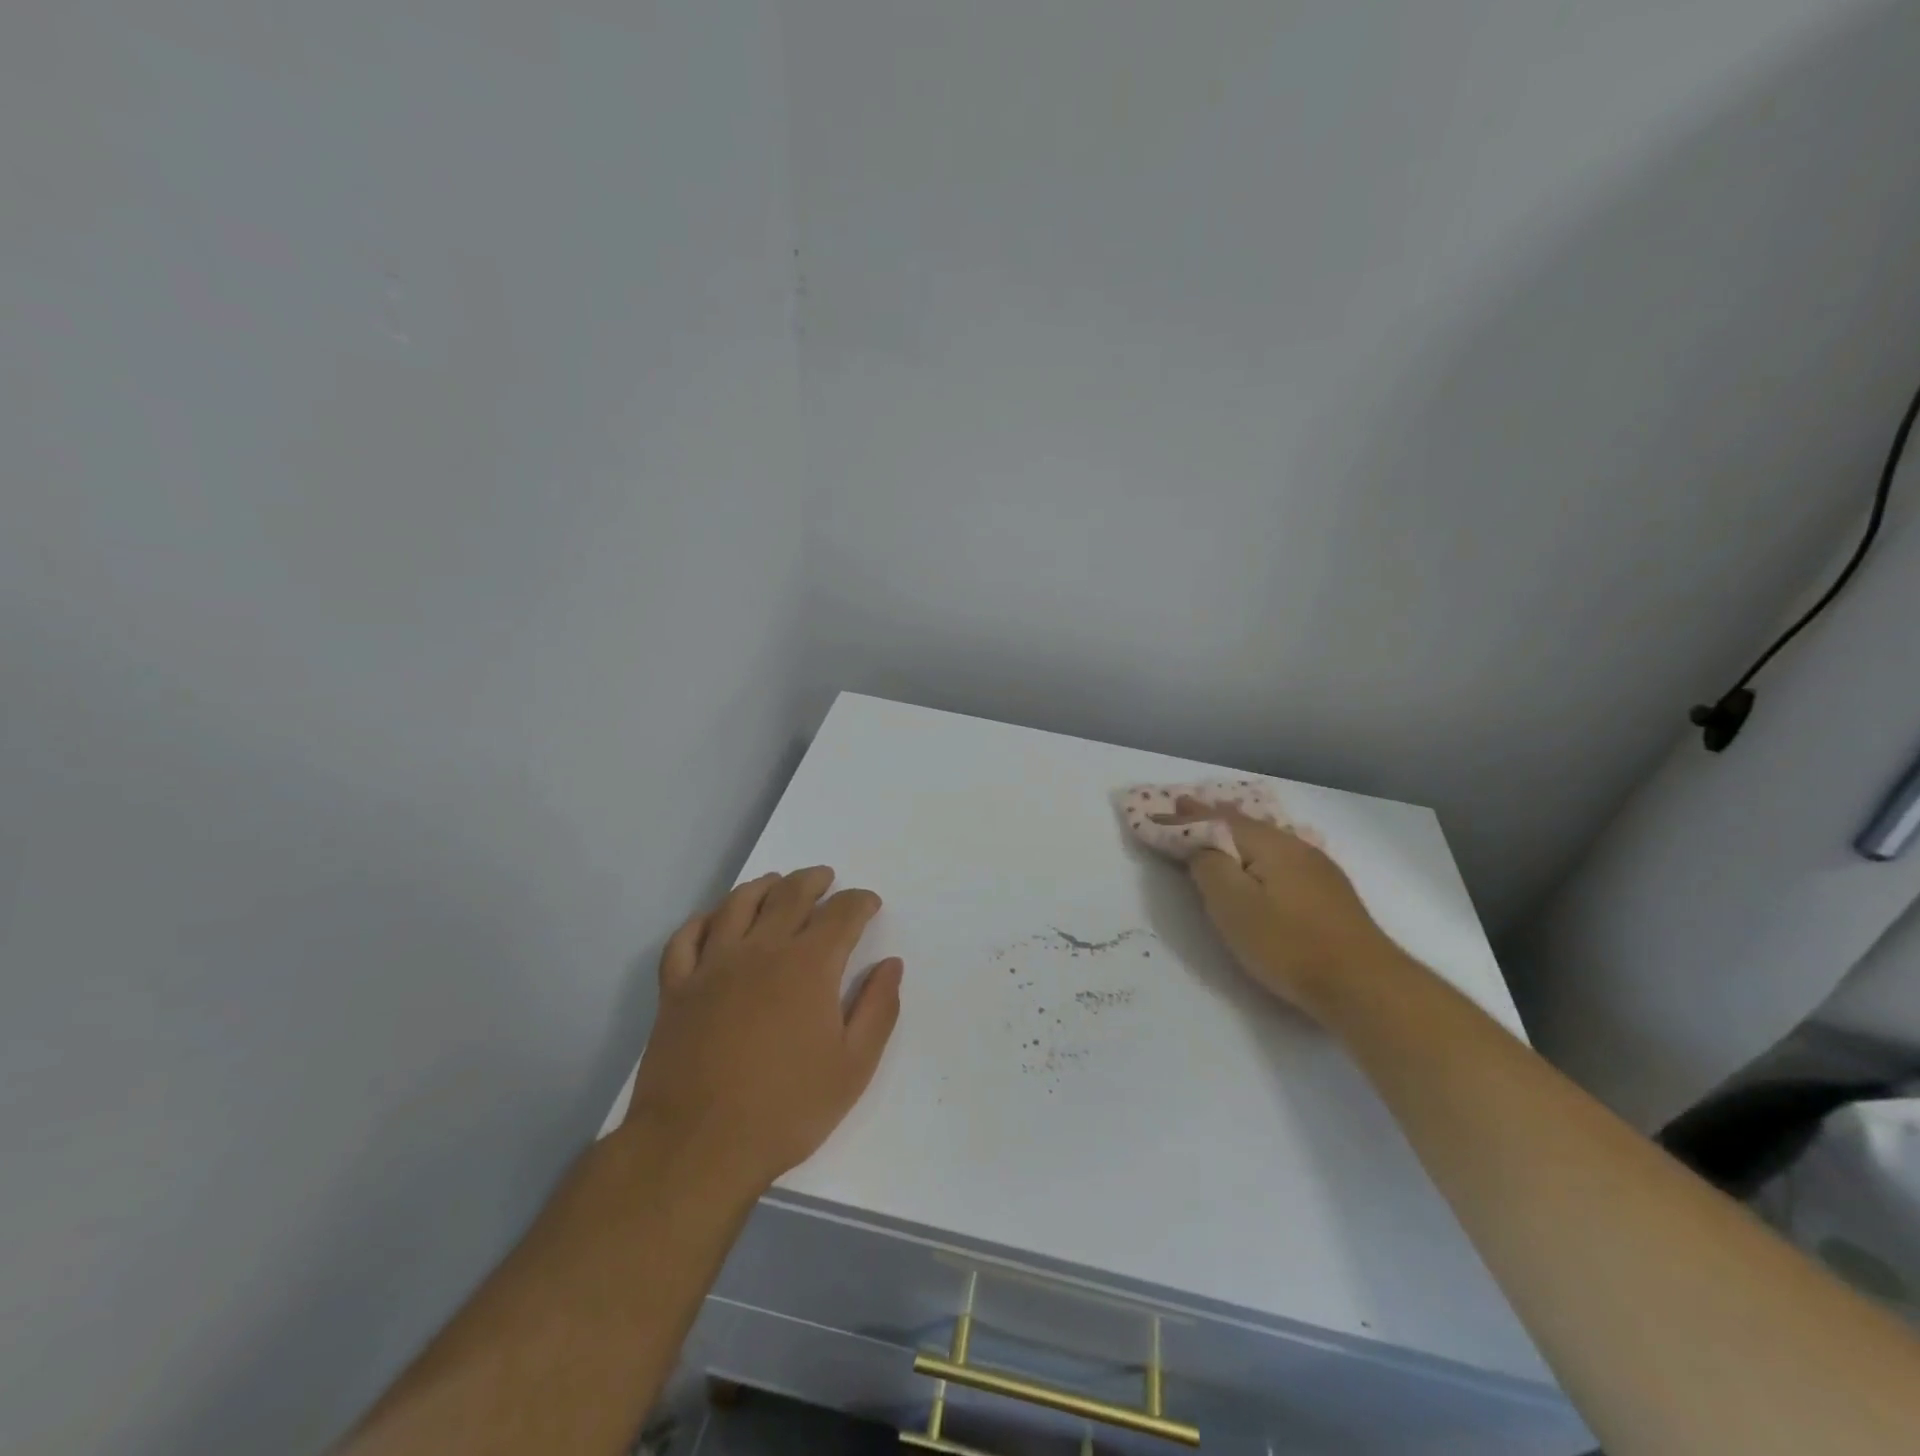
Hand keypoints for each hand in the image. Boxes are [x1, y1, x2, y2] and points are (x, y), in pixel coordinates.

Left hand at [624, 867, 902, 1194]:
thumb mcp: (853, 1067)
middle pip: (789, 895)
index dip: (859, 902)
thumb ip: (878, 1009)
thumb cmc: (786, 1108)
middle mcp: (761, 950)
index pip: (841, 913)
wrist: (697, 1146)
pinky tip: (714, 921)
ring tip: (776, 883)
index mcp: (809, 965)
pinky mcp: (676, 988)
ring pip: (738, 904)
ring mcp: (713, 965)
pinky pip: (686, 938)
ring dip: (762, 886)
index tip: (869, 903)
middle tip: (825, 878)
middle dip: (813, 881)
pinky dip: (702, 921)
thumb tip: (891, 965)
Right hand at [1156, 798, 1401, 1017]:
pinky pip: (1279, 855)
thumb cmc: (1287, 944)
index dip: (1184, 819)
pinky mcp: (1328, 892)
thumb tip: (1200, 846)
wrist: (1363, 984)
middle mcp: (1294, 846)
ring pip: (1265, 838)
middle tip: (1183, 805)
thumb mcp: (1233, 905)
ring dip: (1234, 830)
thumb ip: (1209, 867)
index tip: (1155, 813)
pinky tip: (1259, 855)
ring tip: (1217, 821)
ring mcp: (1316, 868)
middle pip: (1243, 824)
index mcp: (1269, 845)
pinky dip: (1256, 848)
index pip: (1216, 822)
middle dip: (1210, 816)